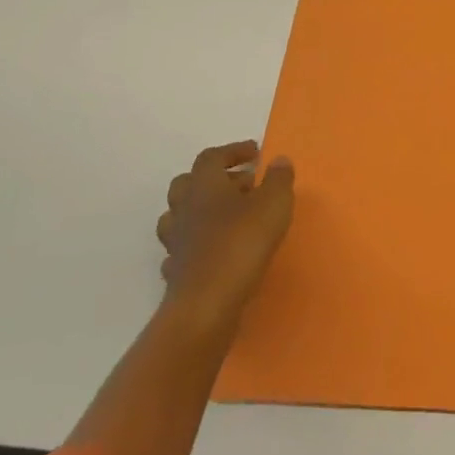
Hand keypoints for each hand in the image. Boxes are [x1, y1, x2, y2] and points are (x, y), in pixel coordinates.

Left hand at [156, 141, 294, 335]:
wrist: (207, 302)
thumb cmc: (242, 242)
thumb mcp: (274, 203)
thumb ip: (278, 178)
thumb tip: (277, 160)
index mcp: (205, 185)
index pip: (211, 157)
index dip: (232, 151)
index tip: (255, 153)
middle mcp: (184, 208)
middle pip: (187, 183)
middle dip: (214, 179)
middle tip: (243, 185)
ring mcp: (175, 241)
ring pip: (178, 215)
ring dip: (201, 210)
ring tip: (228, 217)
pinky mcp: (176, 270)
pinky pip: (181, 248)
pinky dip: (196, 243)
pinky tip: (213, 250)